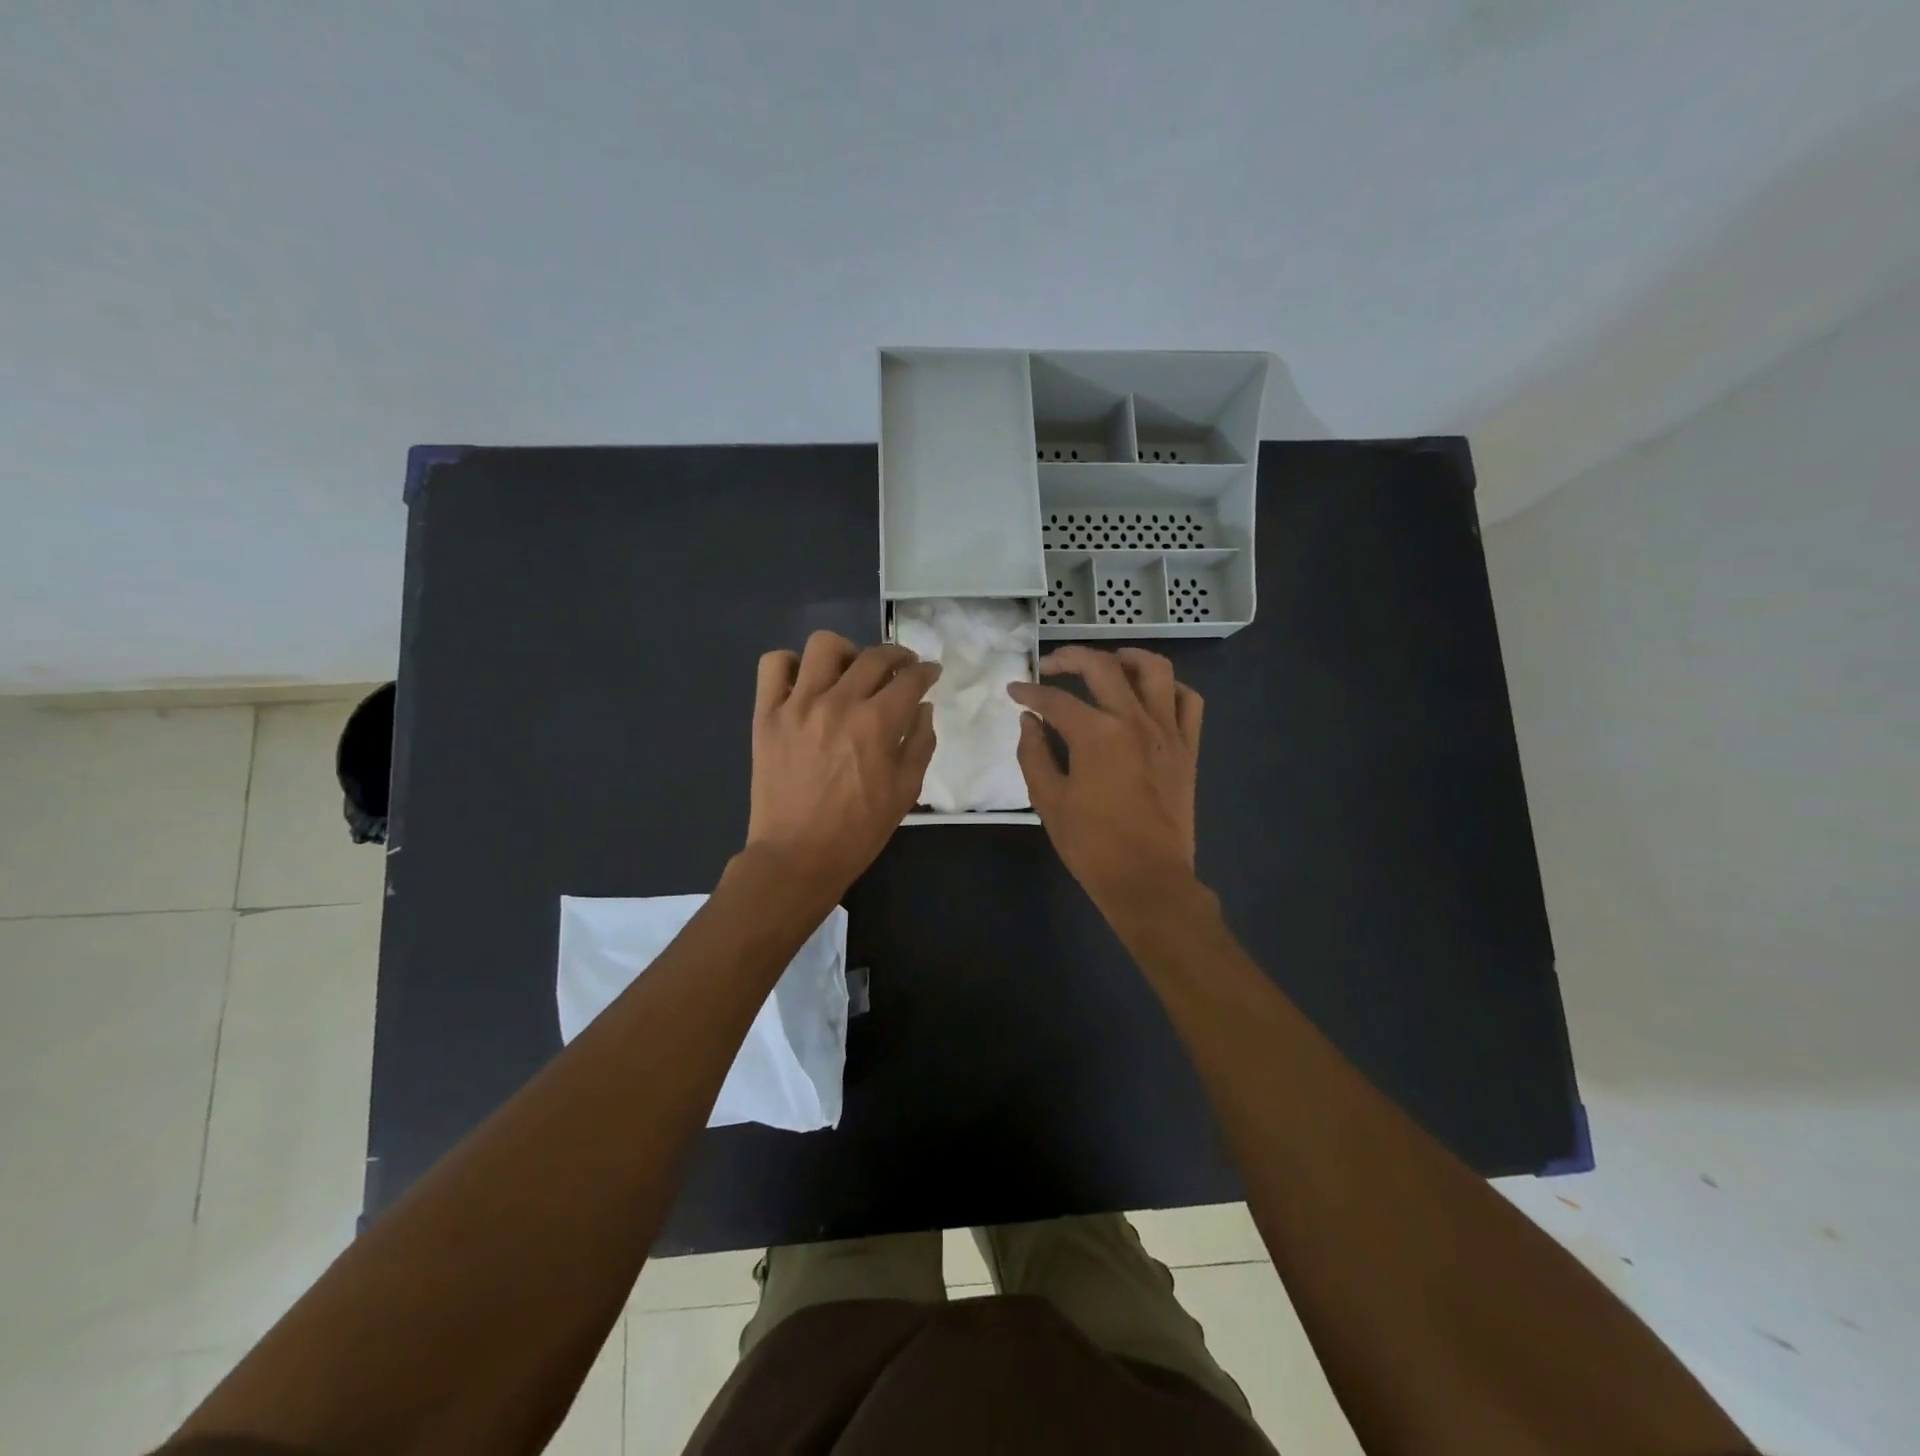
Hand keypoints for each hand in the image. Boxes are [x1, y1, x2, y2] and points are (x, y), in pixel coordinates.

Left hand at [746, 630, 940, 900]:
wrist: (797, 856)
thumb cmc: (859, 830)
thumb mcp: (906, 791)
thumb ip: (920, 742)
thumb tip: (923, 706)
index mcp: (877, 723)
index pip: (910, 679)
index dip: (926, 671)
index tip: (930, 672)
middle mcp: (838, 703)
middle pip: (874, 657)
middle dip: (898, 656)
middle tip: (902, 668)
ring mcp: (797, 705)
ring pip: (823, 646)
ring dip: (847, 652)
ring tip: (851, 671)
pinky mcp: (766, 714)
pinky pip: (773, 665)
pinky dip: (792, 665)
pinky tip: (806, 682)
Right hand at [1008, 646, 1203, 914]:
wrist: (1148, 879)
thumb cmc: (1092, 845)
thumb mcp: (1049, 801)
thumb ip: (1034, 754)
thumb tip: (1029, 721)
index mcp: (1096, 734)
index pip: (1054, 699)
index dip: (1028, 692)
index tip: (1014, 691)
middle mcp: (1134, 720)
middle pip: (1103, 668)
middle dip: (1070, 658)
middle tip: (1050, 665)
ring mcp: (1167, 731)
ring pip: (1155, 670)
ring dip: (1127, 657)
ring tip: (1108, 662)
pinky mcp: (1188, 748)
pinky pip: (1188, 701)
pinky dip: (1170, 688)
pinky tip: (1151, 695)